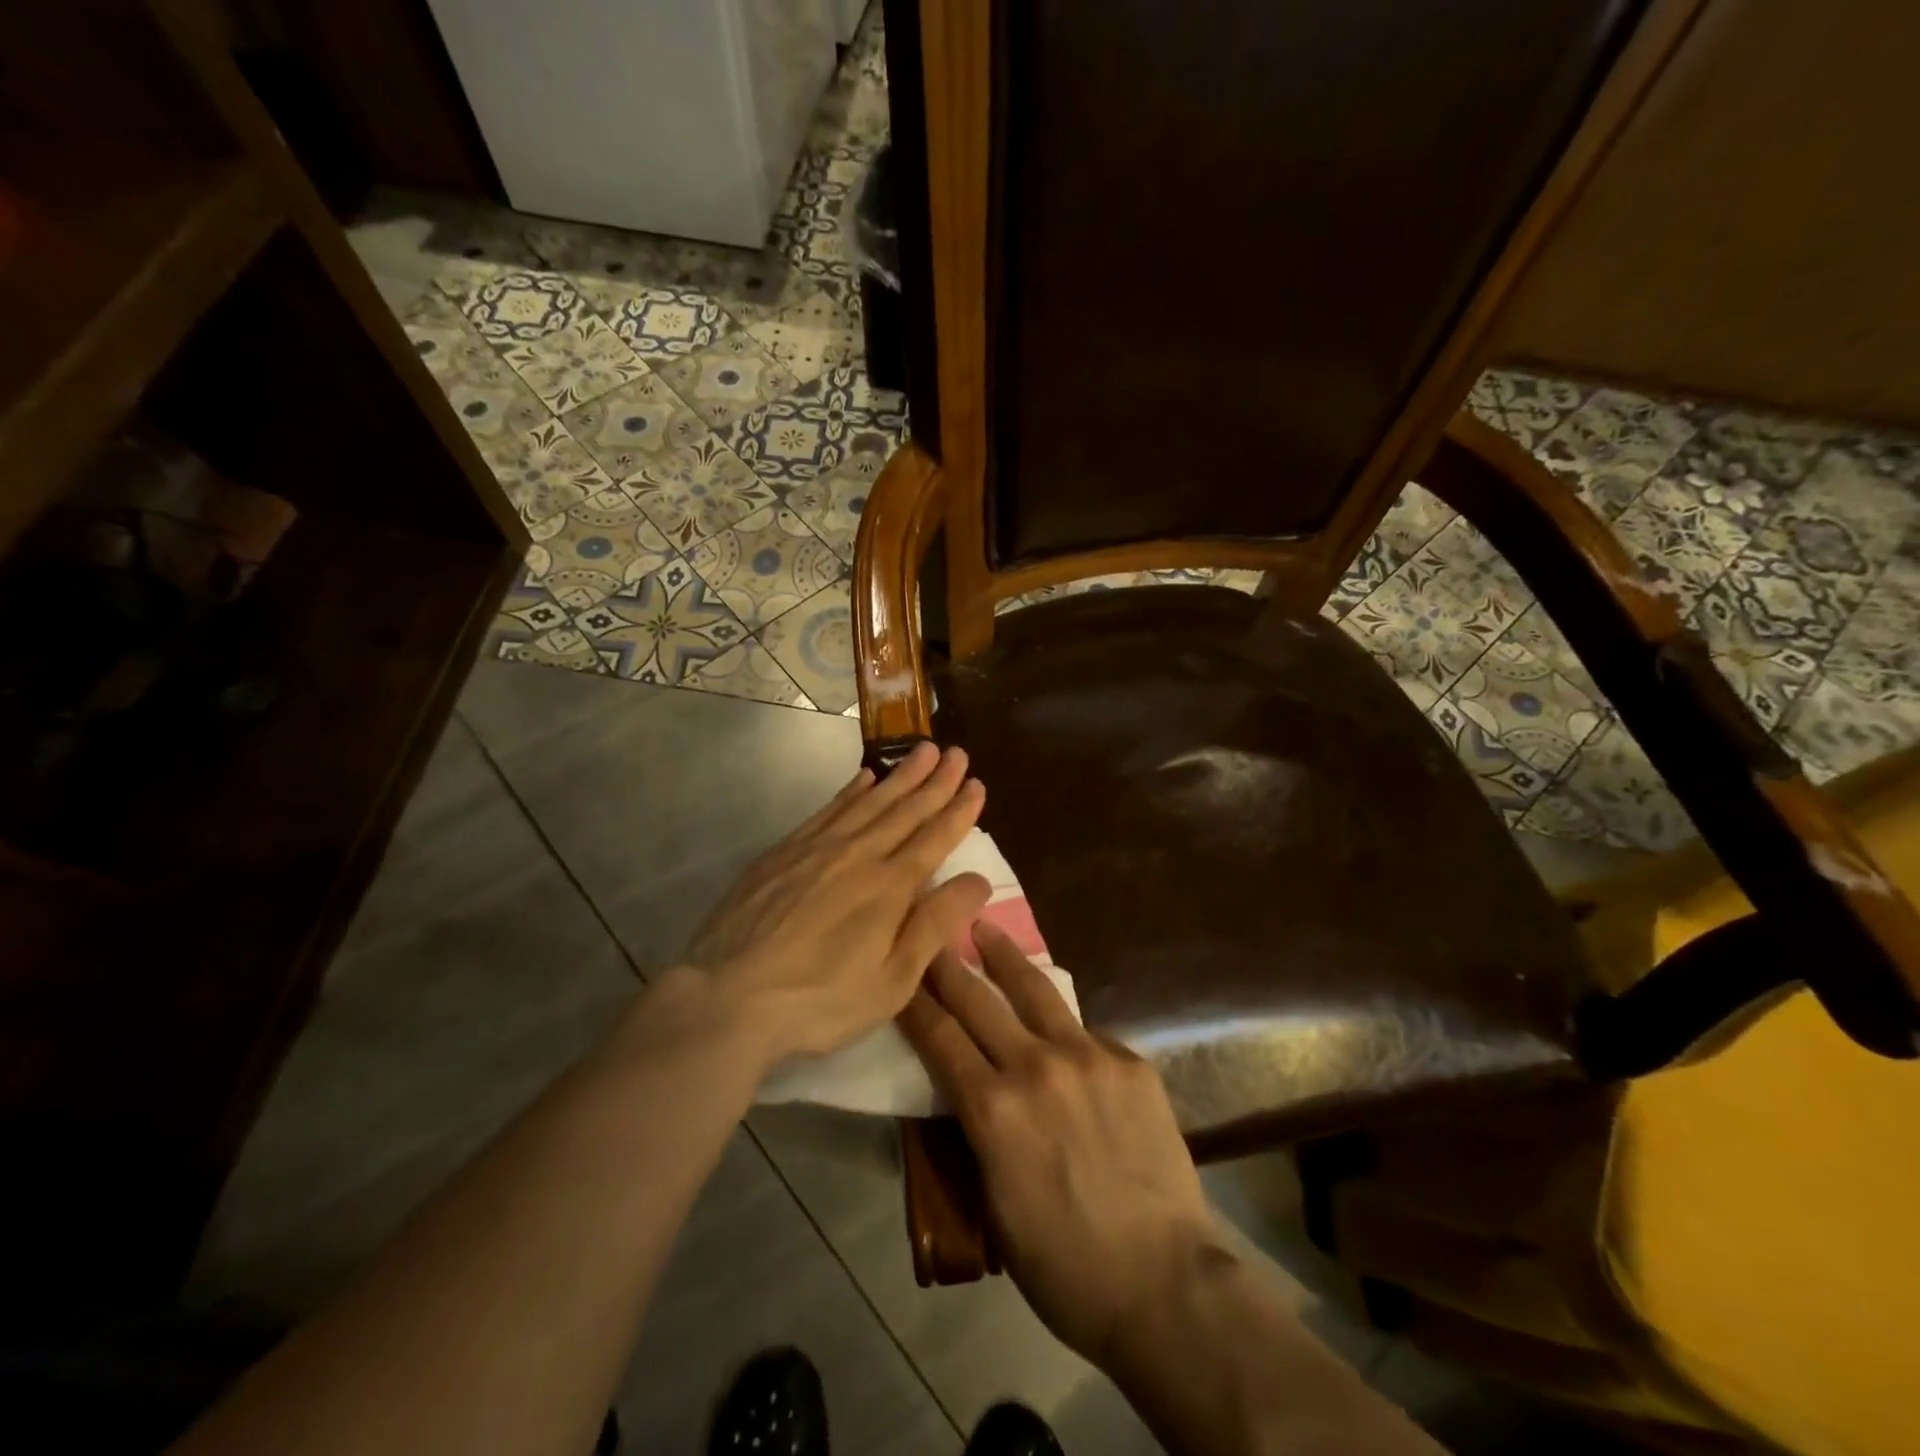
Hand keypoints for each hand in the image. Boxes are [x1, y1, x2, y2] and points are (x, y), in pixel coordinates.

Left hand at [684, 742, 990, 1066]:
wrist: (728, 996)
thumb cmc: (820, 1000)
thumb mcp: (891, 981)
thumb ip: (934, 925)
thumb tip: (978, 880)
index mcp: (889, 887)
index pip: (934, 838)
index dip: (958, 811)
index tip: (977, 784)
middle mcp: (858, 855)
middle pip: (904, 810)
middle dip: (935, 780)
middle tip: (957, 753)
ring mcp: (817, 848)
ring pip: (869, 801)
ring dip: (900, 775)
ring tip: (923, 750)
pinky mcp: (784, 851)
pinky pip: (828, 809)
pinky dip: (851, 790)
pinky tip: (864, 777)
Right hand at [897, 925, 1216, 1367]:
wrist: (1165, 1283)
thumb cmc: (1064, 1266)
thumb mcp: (993, 1205)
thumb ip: (977, 1134)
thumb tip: (969, 1091)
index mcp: (993, 1110)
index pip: (938, 1037)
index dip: (914, 1000)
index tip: (900, 970)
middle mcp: (1036, 1066)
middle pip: (979, 999)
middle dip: (948, 962)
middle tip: (931, 928)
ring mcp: (1089, 1057)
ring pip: (1036, 991)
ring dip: (1005, 956)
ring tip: (987, 927)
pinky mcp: (1130, 1061)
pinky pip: (1086, 1034)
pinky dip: (1065, 1031)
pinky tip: (1062, 1034)